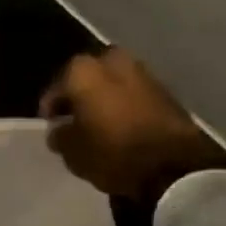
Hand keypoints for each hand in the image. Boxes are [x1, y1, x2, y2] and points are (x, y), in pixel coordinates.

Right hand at [40, 49, 225, 201]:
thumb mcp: (74, 152)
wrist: (174, 165)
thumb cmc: (114, 152)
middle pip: (87, 79)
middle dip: (82, 96)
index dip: (52, 108)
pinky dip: (126, 105)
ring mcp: (142, 71)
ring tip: (102, 125)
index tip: (51, 125)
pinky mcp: (165, 88)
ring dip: (106, 99)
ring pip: (113, 83)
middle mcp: (111, 60)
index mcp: (83, 70)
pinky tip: (124, 126)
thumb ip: (60, 137)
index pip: (57, 88)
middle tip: (77, 121)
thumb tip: (59, 130)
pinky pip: (134, 94)